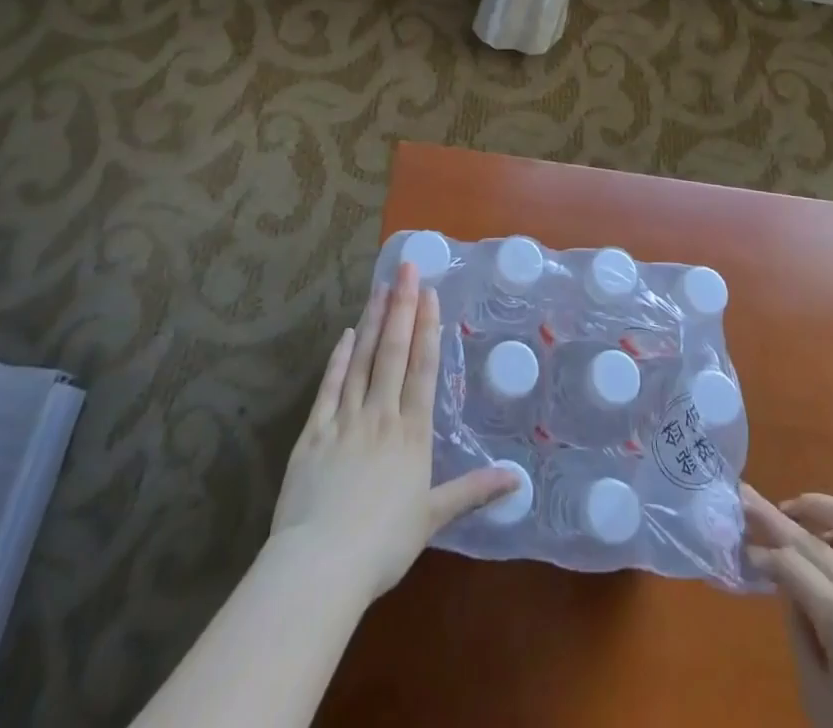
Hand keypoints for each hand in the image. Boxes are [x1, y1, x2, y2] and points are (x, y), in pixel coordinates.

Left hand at [270, 261, 516, 603]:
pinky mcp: (313, 433)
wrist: (321, 564)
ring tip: (380, 288)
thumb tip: (518, 480)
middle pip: (393, 352)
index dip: (427, 329)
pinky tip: (346, 334)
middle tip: (406, 269)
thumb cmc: (382, 544)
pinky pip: (329, 387)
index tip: (429, 294)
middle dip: (402, 307)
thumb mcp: (433, 518)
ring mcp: (344, 420)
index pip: (422, 369)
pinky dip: (338, 359)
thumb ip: (473, 492)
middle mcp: (380, 415)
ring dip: (373, 322)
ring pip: (362, 360)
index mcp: (411, 433)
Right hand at [743, 486, 832, 727]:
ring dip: (819, 510)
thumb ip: (800, 630)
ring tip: (795, 516)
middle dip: (774, 515)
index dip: (760, 553)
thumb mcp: (819, 695)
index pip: (789, 563)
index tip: (739, 548)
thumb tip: (788, 585)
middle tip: (746, 497)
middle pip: (812, 536)